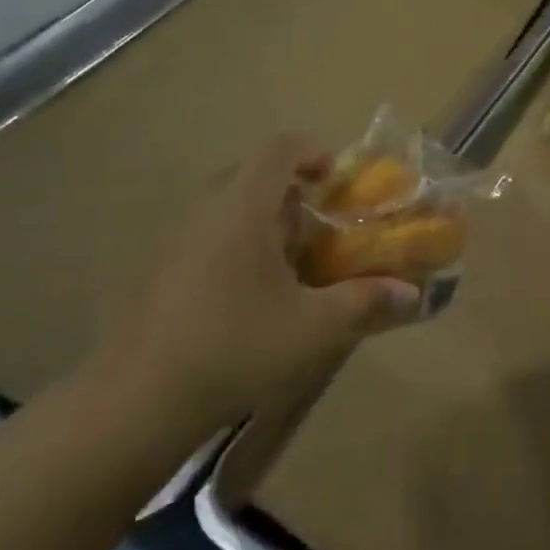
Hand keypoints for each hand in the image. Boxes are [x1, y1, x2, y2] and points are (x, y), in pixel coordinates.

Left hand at [91, 137, 423, 431]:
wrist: (137, 400)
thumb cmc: (235, 348)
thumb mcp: (313, 328)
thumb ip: (366, 303)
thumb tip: (412, 292)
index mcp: (243, 207)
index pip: (279, 148)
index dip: (314, 151)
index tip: (338, 179)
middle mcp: (206, 209)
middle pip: (252, 172)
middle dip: (292, 188)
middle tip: (320, 222)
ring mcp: (176, 238)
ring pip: (227, 204)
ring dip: (263, 217)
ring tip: (292, 260)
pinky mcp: (160, 268)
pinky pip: (207, 232)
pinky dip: (237, 241)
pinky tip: (251, 293)